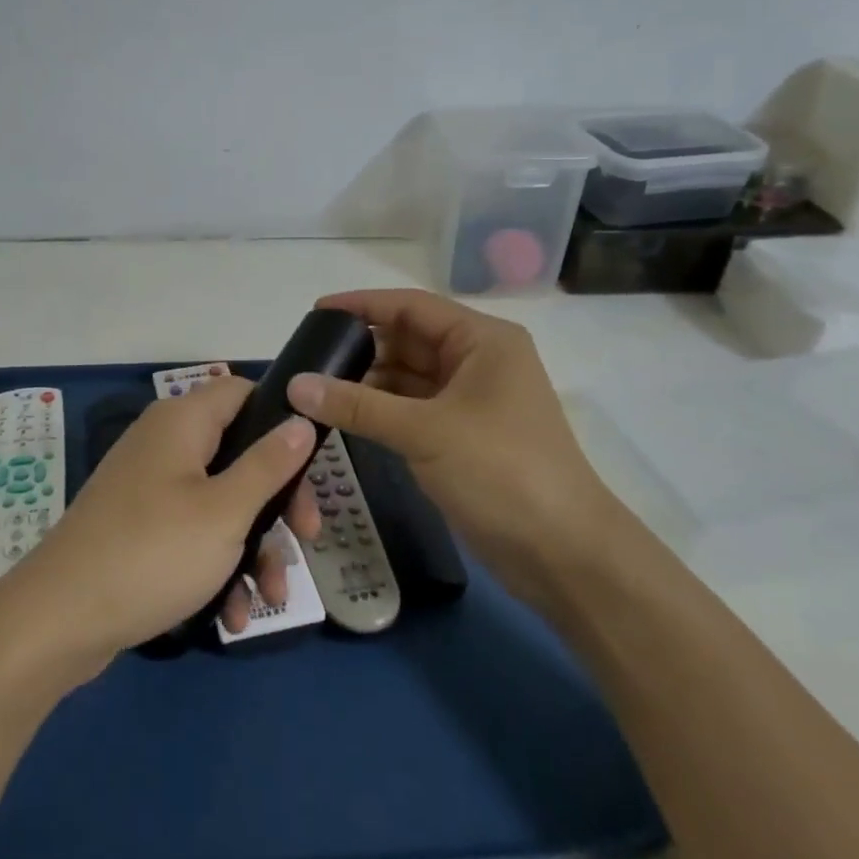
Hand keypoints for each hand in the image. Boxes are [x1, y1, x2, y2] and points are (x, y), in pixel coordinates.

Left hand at [5, 378, 320, 666]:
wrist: (58, 621)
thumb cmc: (152, 553)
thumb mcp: (225, 511)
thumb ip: (269, 464)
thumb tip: (301, 419)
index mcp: (183, 422)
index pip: (243, 392)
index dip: (281, 417)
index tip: (312, 461)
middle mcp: (165, 444)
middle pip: (239, 453)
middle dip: (278, 500)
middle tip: (308, 537)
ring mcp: (150, 487)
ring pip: (220, 501)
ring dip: (253, 546)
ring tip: (272, 597)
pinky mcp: (139, 527)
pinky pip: (192, 533)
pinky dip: (217, 566)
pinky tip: (233, 614)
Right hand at [285, 289, 618, 597]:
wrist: (563, 554)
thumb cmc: (501, 471)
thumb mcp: (424, 431)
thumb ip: (357, 404)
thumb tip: (296, 384)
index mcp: (481, 340)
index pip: (411, 306)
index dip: (362, 305)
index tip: (316, 312)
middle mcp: (476, 361)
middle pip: (408, 340)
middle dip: (360, 347)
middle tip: (307, 358)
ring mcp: (470, 400)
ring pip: (407, 377)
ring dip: (367, 381)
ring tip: (315, 388)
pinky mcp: (461, 435)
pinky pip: (412, 409)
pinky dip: (380, 410)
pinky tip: (344, 415)